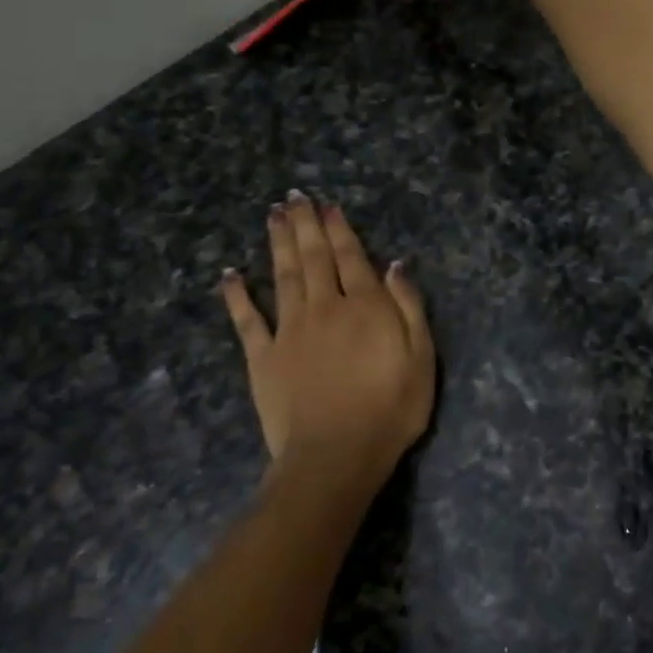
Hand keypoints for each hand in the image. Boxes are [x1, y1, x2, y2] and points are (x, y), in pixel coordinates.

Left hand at [221, 194, 435, 508]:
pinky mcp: (262, 357)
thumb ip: (409, 307)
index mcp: (364, 307)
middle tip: (294, 196)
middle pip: (313, 257)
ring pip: (282, 275)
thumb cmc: (390, 410)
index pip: (351, 257)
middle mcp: (324, 307)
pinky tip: (230, 274)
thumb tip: (395, 265)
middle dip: (305, 224)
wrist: (336, 456)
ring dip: (278, 243)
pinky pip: (247, 319)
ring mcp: (289, 330)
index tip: (327, 205)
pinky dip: (237, 295)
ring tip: (273, 215)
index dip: (339, 229)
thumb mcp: (422, 358)